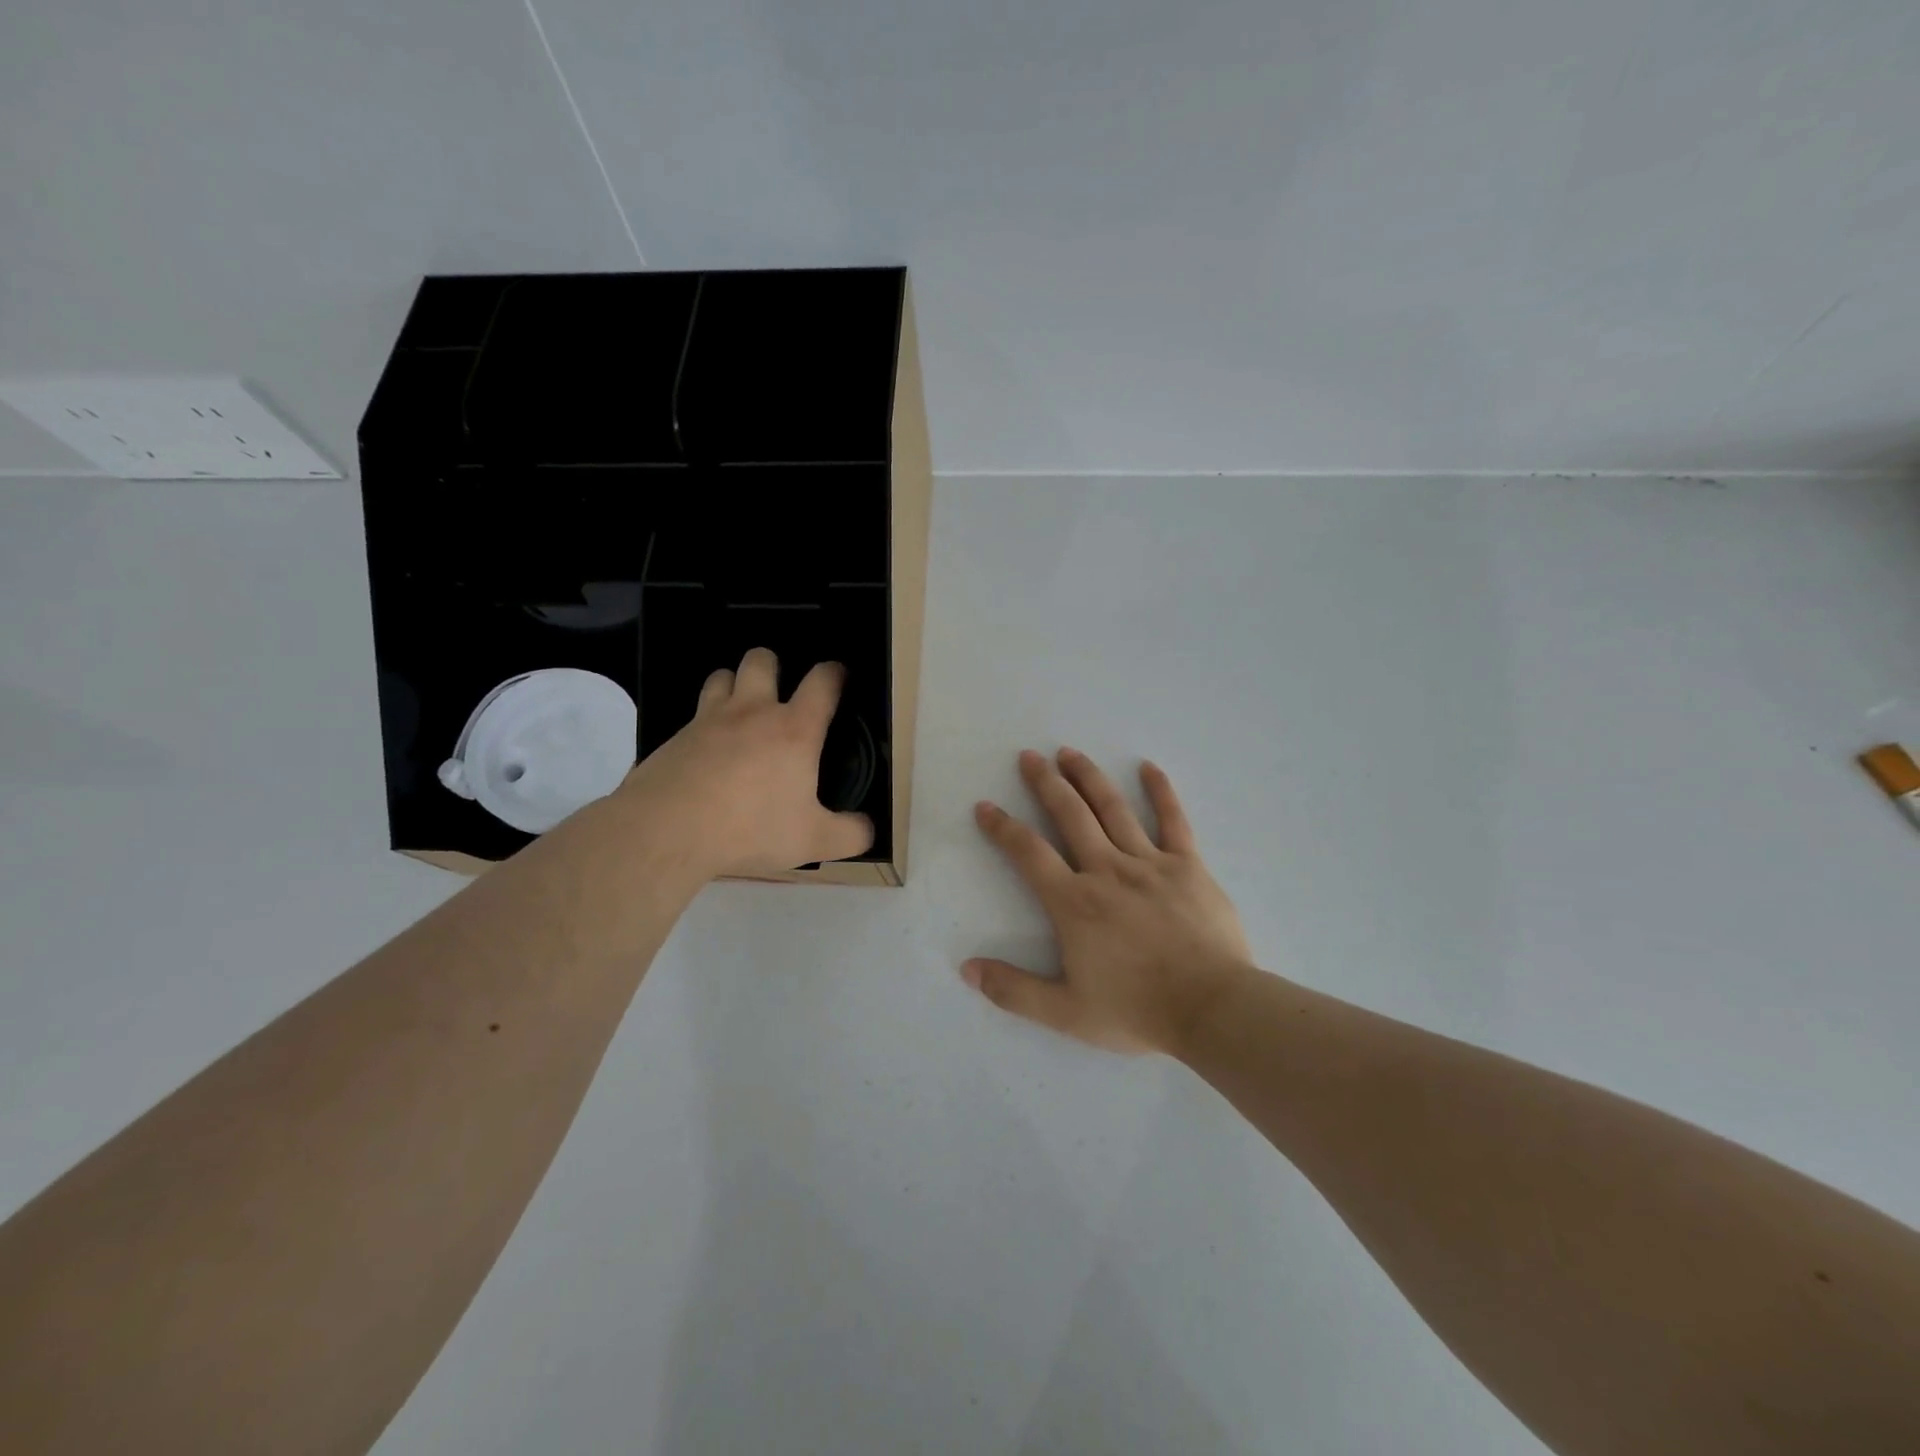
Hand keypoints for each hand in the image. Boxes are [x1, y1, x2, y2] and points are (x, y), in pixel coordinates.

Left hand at [621, 648, 873, 878]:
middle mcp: (752, 712)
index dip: (835, 673)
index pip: (822, 682)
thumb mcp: (813, 841)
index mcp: (794, 730)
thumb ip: (850, 834)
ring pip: (721, 676)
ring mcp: (708, 720)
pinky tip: (706, 751)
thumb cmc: (751, 828)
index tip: (838, 677)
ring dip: (733, 683)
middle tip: (778, 691)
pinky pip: (693, 714)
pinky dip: (704, 722)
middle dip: (773, 665)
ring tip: (739, 710)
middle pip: (762, 661)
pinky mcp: (674, 737)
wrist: (667, 830)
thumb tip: (869, 829)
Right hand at [966, 749, 1254, 1055]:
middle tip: (1030, 756)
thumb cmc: (1137, 1011)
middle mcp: (1107, 871)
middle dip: (1046, 783)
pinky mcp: (1188, 866)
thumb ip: (1014, 990)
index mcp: (1075, 903)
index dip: (1003, 828)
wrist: (1212, 1010)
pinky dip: (1160, 791)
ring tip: (1070, 752)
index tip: (985, 807)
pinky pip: (1173, 820)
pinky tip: (1149, 768)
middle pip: (1070, 815)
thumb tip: (967, 969)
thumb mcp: (1066, 1013)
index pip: (1029, 853)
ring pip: (1113, 809)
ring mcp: (1150, 863)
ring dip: (1089, 777)